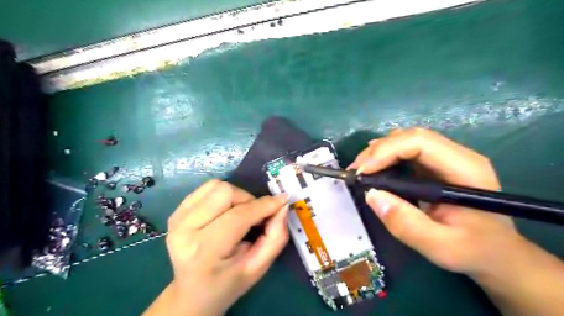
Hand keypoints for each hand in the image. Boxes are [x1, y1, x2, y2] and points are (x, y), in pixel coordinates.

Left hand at [145, 181, 288, 315]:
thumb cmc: (229, 282)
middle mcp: (185, 230)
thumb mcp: (258, 267)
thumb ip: (276, 236)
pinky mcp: (176, 211)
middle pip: (225, 192)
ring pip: (216, 186)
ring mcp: (177, 218)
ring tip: (239, 213)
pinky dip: (222, 194)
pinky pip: (206, 188)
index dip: (264, 205)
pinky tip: (225, 211)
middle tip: (255, 216)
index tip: (282, 201)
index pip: (239, 216)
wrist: (193, 291)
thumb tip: (282, 204)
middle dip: (248, 200)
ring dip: (236, 196)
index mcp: (205, 251)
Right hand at [349, 128, 523, 275]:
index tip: (363, 172)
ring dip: (379, 151)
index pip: (420, 142)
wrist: (495, 253)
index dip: (387, 151)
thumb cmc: (473, 250)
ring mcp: (446, 158)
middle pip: (411, 137)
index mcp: (465, 169)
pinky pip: (406, 150)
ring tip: (361, 170)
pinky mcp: (435, 165)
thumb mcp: (440, 247)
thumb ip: (406, 224)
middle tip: (356, 171)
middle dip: (378, 150)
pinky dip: (385, 156)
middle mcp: (456, 156)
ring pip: (406, 140)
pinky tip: (373, 167)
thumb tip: (371, 195)